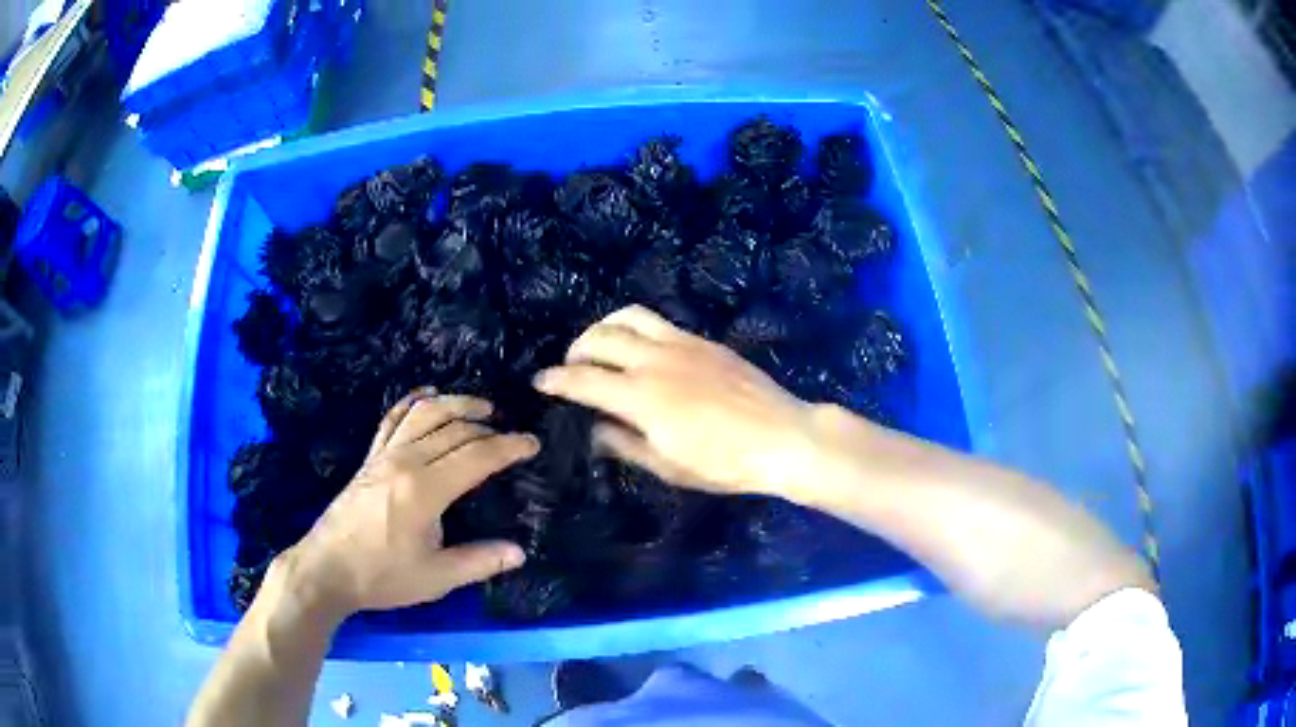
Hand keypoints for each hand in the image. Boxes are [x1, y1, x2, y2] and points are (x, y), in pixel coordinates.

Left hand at [277, 390, 538, 619]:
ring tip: (482, 408)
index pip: (477, 455)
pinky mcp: (369, 458)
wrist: (327, 569)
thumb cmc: (382, 576)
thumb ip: (480, 561)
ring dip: (456, 404)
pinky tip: (426, 396)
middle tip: (511, 436)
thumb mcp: (436, 578)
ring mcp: (384, 455)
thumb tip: (519, 552)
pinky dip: (412, 402)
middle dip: (488, 428)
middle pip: (454, 429)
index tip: (532, 444)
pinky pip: (392, 419)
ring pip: (425, 414)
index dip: (508, 447)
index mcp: (426, 489)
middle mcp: (406, 461)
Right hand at [534, 305, 820, 499]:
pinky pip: (658, 321)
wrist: (782, 437)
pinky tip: (640, 347)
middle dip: (576, 348)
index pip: (583, 379)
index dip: (556, 380)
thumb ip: (626, 444)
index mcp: (641, 397)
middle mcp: (655, 361)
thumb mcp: (669, 466)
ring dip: (603, 327)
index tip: (540, 382)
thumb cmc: (724, 463)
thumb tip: (597, 429)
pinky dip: (635, 327)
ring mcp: (681, 344)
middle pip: (600, 337)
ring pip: (628, 317)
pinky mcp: (703, 340)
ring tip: (600, 345)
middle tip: (571, 367)